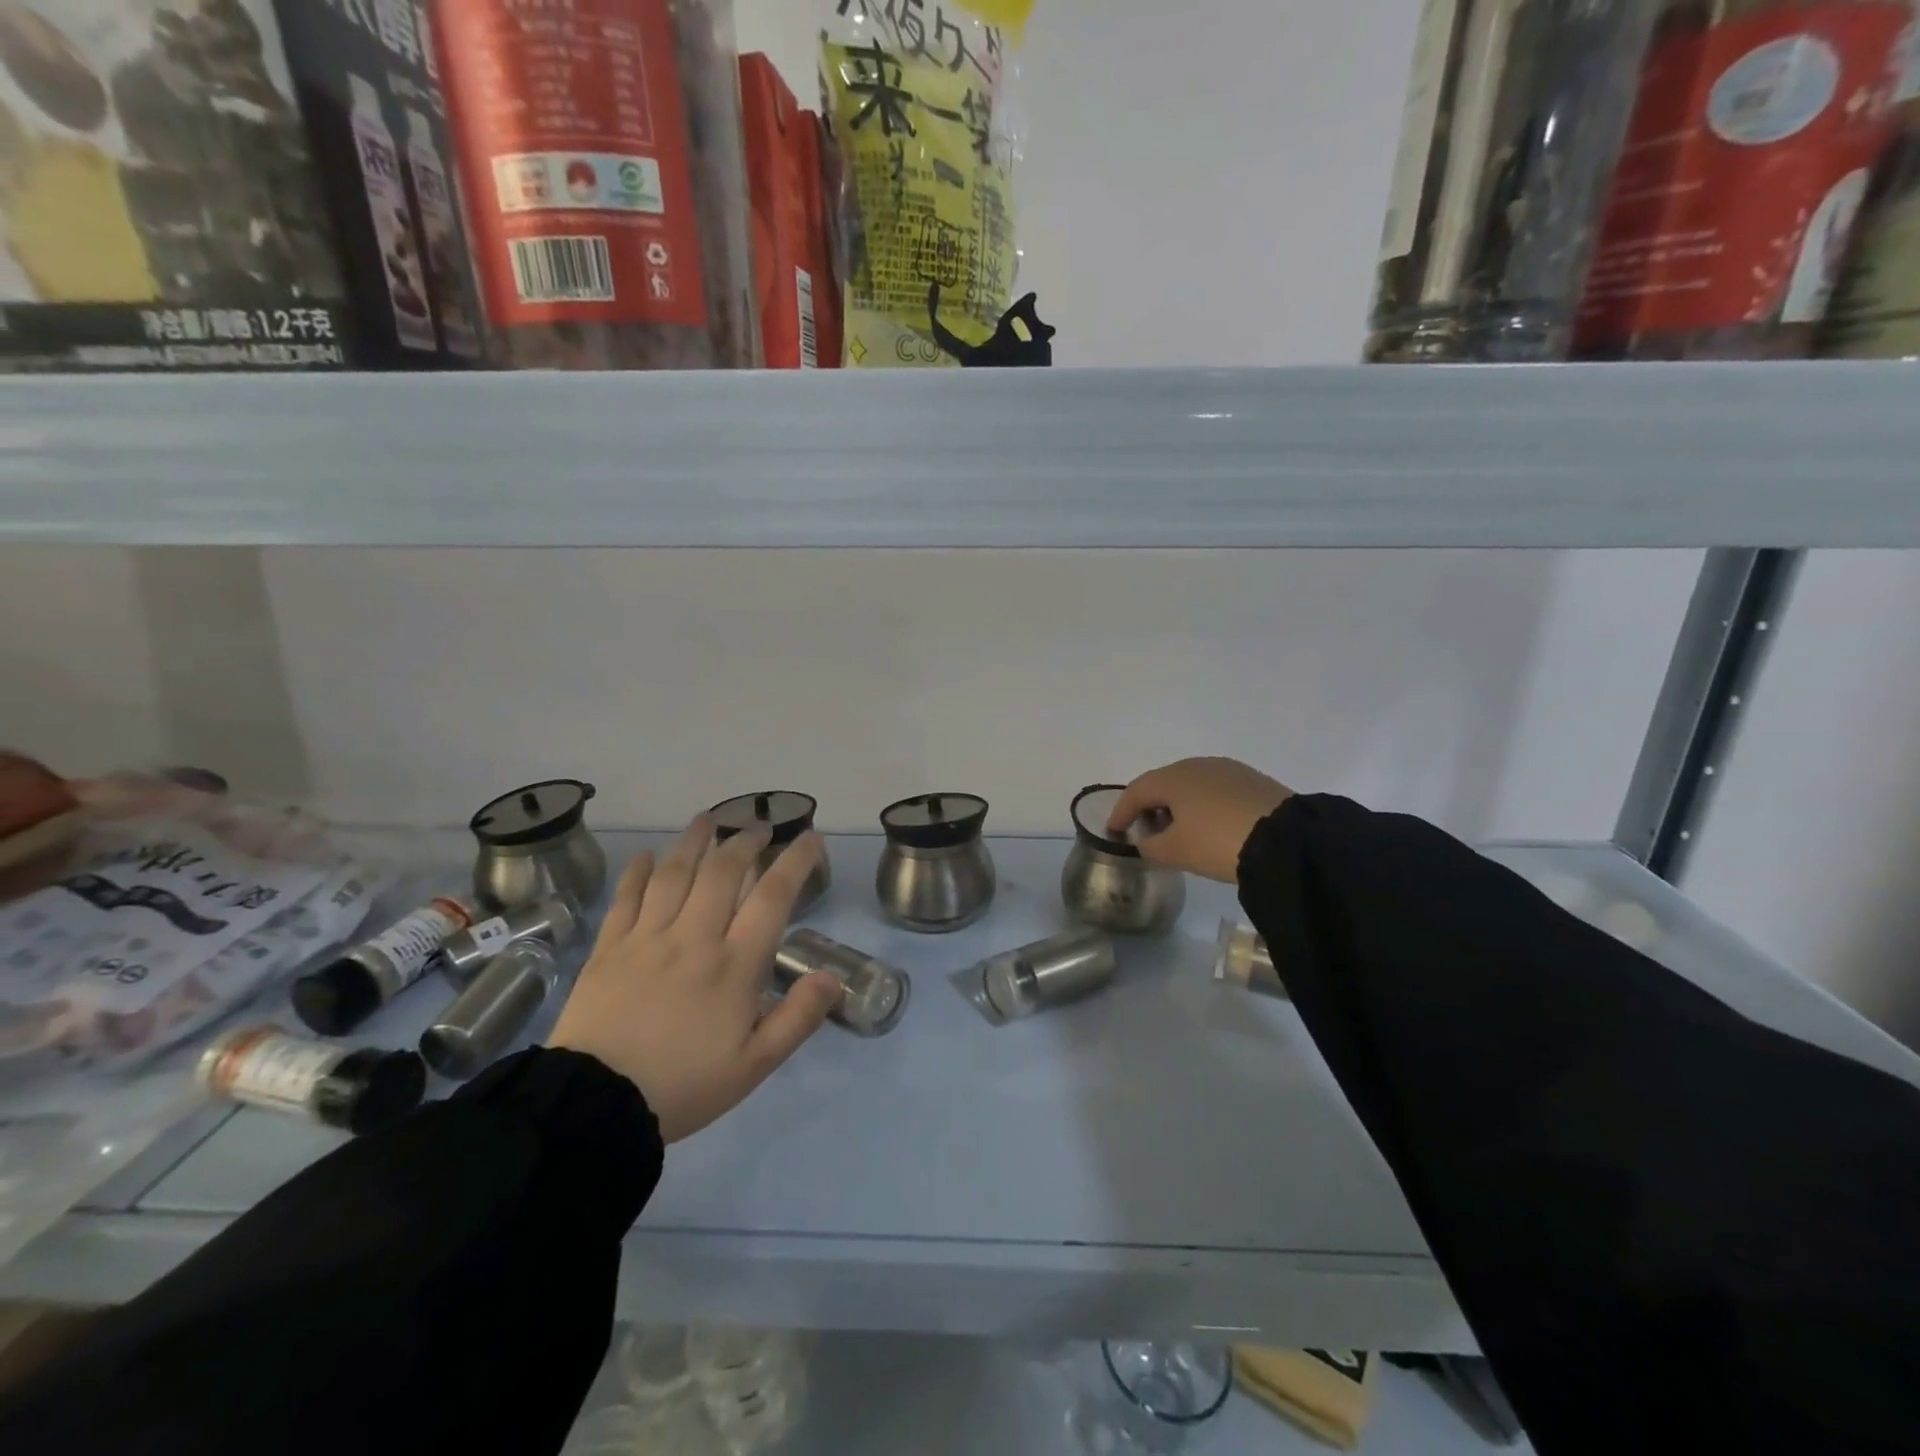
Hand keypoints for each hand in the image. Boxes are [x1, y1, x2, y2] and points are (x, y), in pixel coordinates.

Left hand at [549, 818, 841, 1142]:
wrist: (594, 1107)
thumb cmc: (683, 1085)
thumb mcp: (754, 1065)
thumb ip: (797, 1019)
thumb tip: (831, 977)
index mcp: (734, 965)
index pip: (772, 897)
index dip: (795, 861)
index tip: (810, 838)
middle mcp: (693, 938)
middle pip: (723, 872)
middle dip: (745, 842)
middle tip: (758, 826)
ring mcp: (647, 939)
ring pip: (675, 874)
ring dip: (694, 841)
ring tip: (707, 819)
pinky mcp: (608, 948)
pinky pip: (626, 898)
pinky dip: (639, 872)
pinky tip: (647, 855)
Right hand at [1108, 758, 1292, 883]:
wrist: (1287, 839)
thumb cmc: (1218, 842)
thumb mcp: (1175, 852)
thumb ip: (1150, 846)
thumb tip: (1146, 840)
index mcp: (1172, 777)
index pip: (1135, 791)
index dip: (1121, 812)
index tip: (1114, 830)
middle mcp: (1196, 765)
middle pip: (1163, 783)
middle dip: (1150, 805)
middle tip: (1146, 830)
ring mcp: (1227, 769)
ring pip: (1191, 784)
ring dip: (1178, 804)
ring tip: (1179, 829)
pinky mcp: (1252, 780)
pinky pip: (1215, 789)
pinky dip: (1203, 804)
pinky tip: (1210, 824)